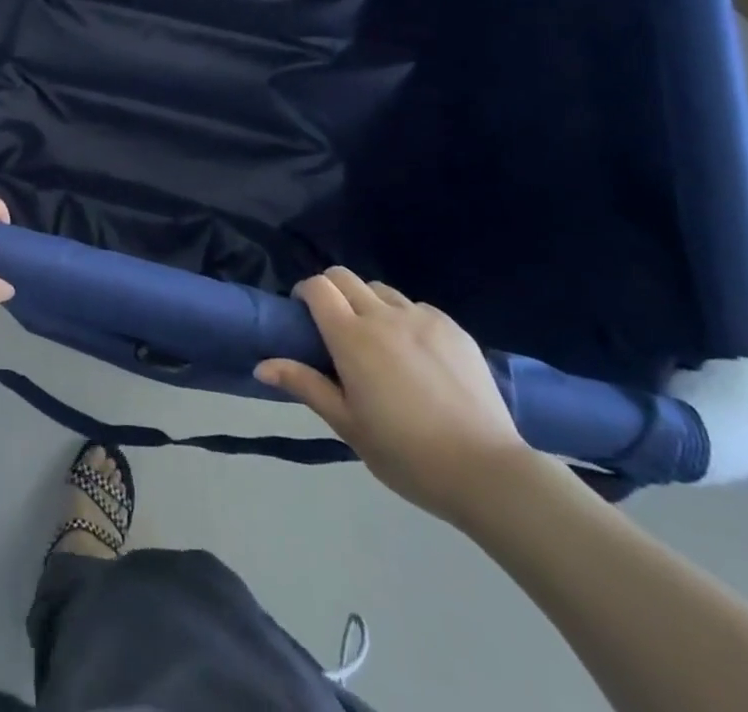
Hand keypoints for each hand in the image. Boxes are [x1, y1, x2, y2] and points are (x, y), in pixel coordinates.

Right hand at [256, 267, 530, 523]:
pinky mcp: (453, 328)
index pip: (317, 287)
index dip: (305, 292)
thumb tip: (261, 365)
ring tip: (377, 341)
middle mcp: (383, 315)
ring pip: (381, 289)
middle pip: (345, 277)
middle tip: (334, 327)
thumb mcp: (347, 426)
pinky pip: (417, 308)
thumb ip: (305, 386)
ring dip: (368, 303)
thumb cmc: (406, 454)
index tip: (303, 315)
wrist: (486, 471)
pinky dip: (404, 319)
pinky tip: (416, 355)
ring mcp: (422, 318)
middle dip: (331, 291)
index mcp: (352, 338)